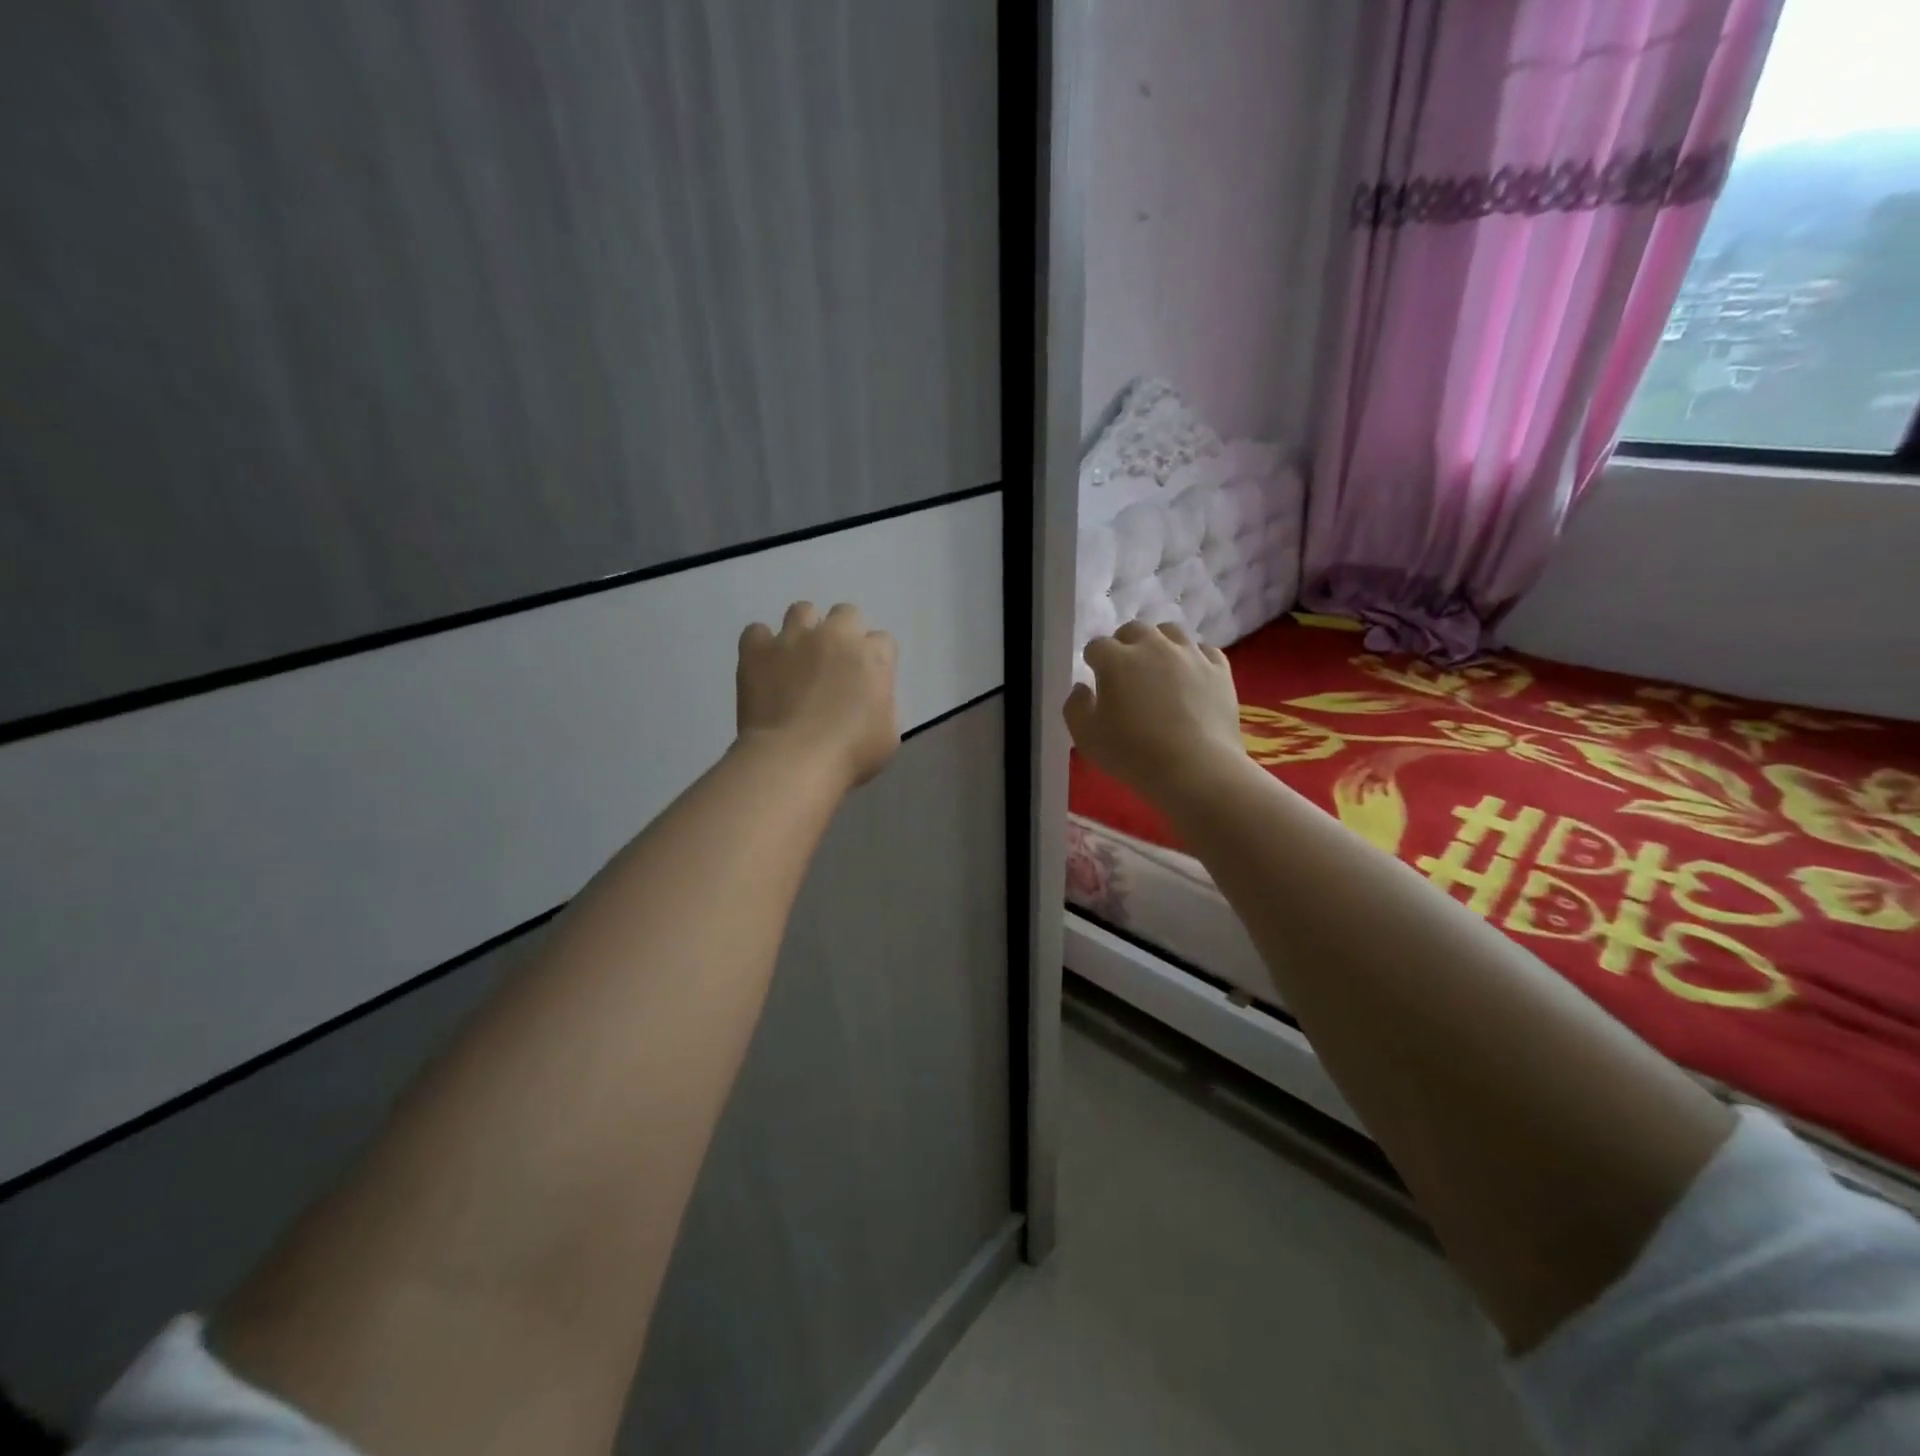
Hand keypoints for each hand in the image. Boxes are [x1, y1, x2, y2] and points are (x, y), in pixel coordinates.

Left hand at [737, 602, 899, 792]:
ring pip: (802, 610)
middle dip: (844, 633)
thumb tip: (869, 699)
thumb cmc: (850, 753)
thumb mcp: (888, 734)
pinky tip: (764, 666)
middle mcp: (835, 636)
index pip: (883, 642)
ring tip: (798, 657)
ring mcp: (793, 638)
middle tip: (835, 664)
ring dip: (804, 629)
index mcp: (872, 657)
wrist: (793, 759)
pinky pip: (756, 631)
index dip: (876, 659)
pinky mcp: (757, 649)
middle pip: (846, 613)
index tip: (867, 680)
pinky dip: (761, 645)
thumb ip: (883, 704)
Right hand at [1064, 621, 1246, 803]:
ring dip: (1159, 643)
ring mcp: (1190, 655)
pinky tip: (1191, 675)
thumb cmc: (1133, 754)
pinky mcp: (1219, 669)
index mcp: (1116, 660)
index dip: (1093, 661)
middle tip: (1125, 671)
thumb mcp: (1086, 737)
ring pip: (1171, 632)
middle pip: (1134, 630)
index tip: (1095, 678)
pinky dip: (1194, 658)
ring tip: (1159, 666)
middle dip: (1124, 644)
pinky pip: (1204, 651)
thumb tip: (1082, 688)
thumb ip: (1075, 707)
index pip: (1097, 646)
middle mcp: (1153, 646)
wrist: (1196, 770)